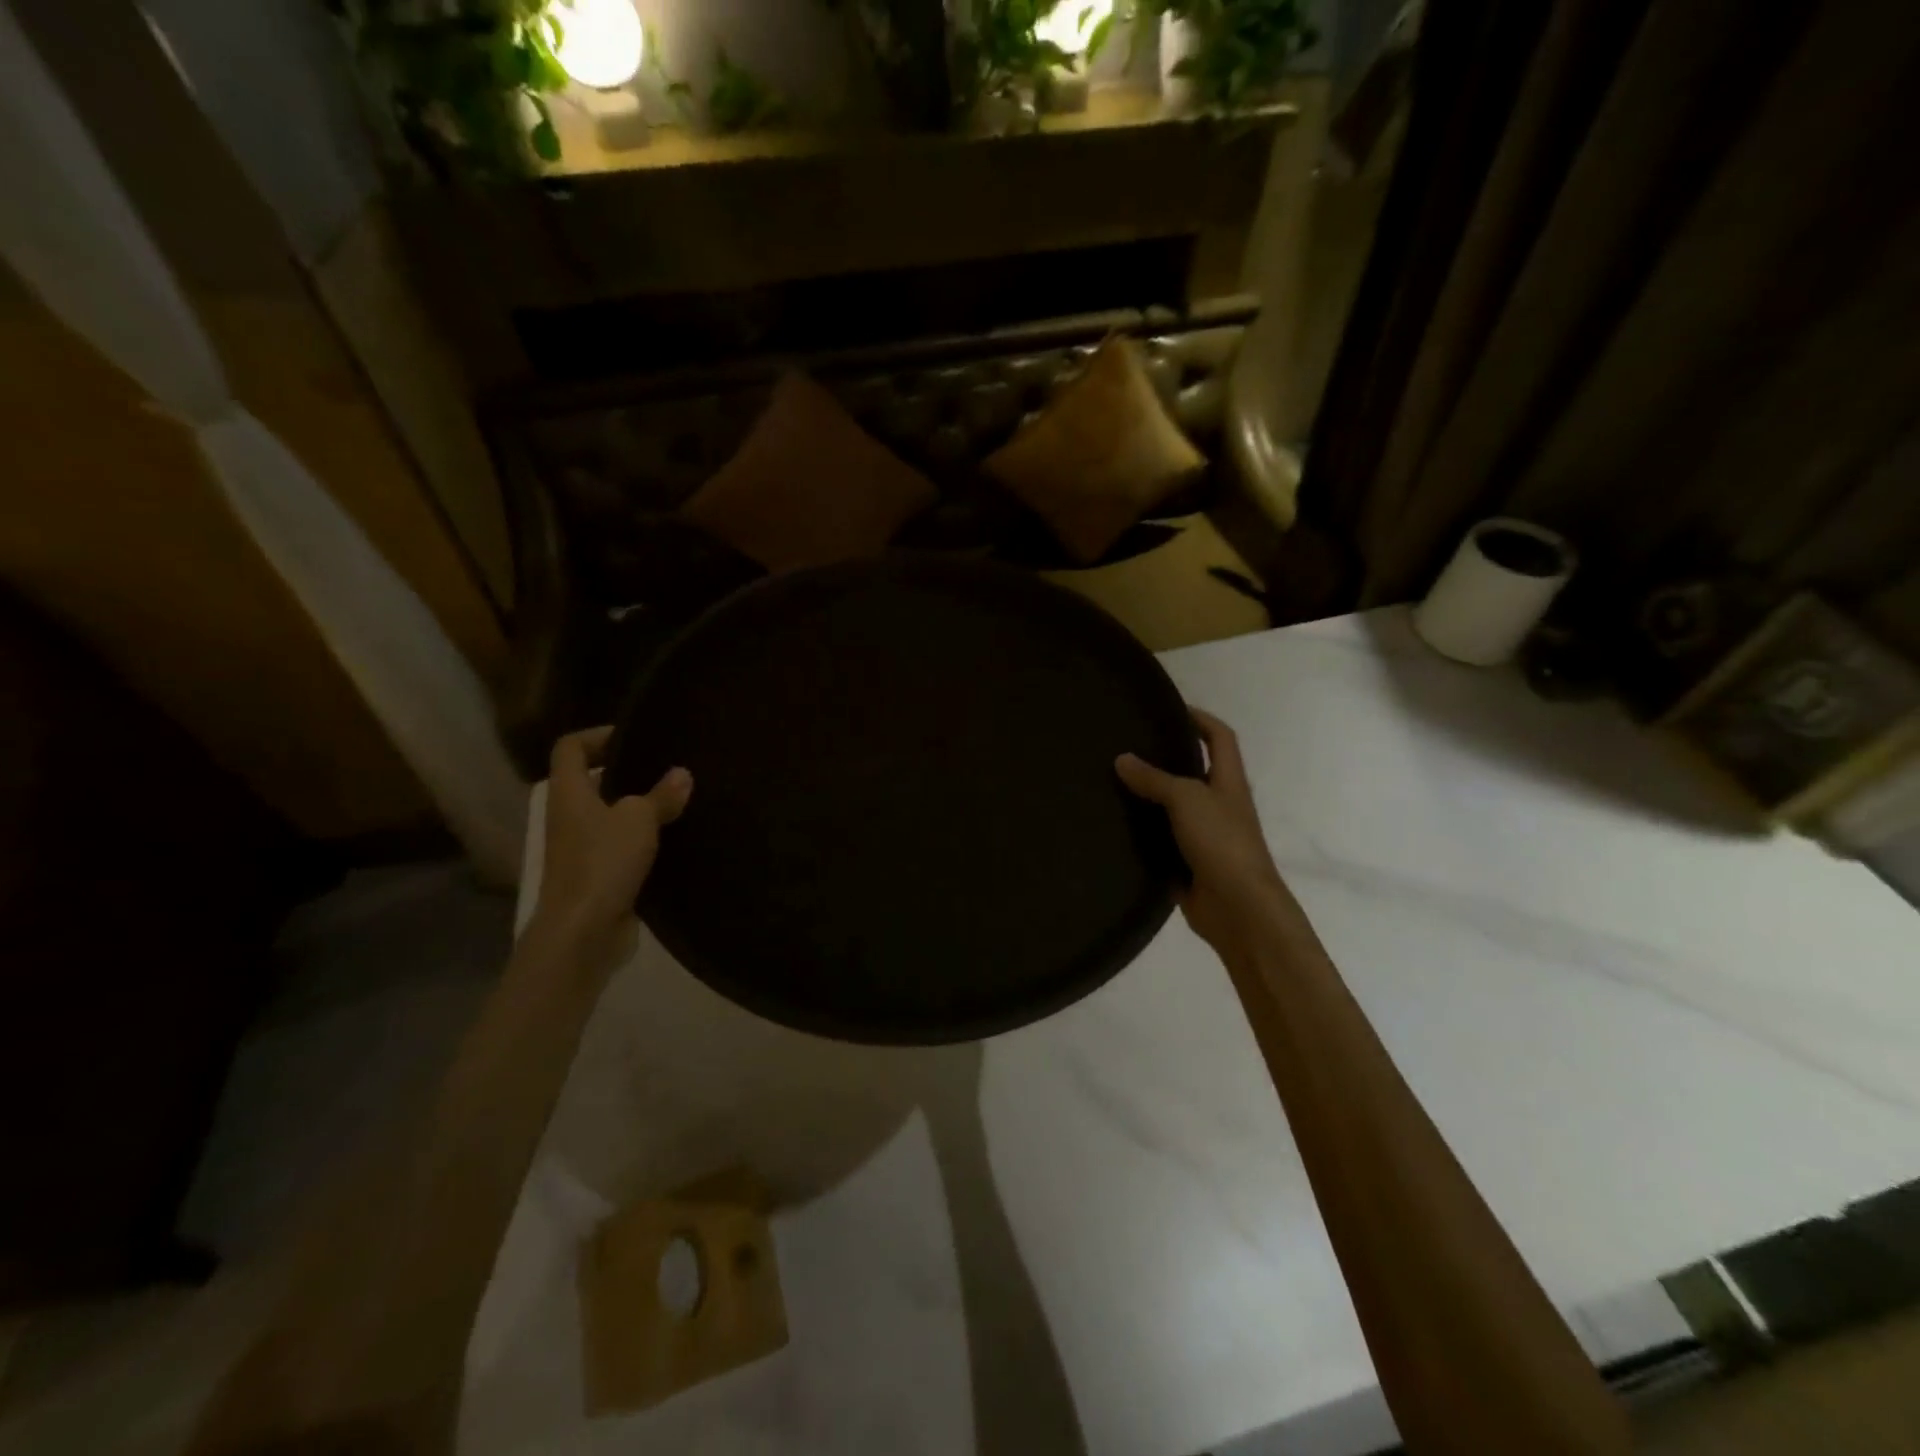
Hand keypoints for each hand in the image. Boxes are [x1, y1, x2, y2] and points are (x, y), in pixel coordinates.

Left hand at [535, 727, 691, 947]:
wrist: (583, 932)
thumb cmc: (603, 862)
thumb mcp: (639, 820)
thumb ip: (661, 795)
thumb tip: (682, 773)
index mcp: (569, 793)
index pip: (570, 748)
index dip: (598, 735)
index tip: (635, 738)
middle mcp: (569, 816)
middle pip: (591, 781)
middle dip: (626, 772)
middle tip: (665, 767)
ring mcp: (581, 848)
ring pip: (609, 815)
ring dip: (638, 808)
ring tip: (677, 800)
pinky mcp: (598, 875)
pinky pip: (620, 846)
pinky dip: (643, 840)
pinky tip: (674, 838)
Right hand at [1116, 709, 1290, 954]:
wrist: (1238, 908)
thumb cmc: (1221, 842)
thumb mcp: (1187, 799)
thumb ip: (1154, 778)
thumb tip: (1121, 759)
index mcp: (1228, 782)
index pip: (1220, 737)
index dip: (1200, 719)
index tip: (1169, 710)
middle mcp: (1217, 804)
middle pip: (1192, 771)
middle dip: (1163, 757)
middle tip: (1125, 745)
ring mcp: (1203, 835)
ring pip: (1172, 807)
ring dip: (1147, 796)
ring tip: (1110, 781)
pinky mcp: (1186, 862)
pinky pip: (1159, 840)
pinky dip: (1141, 833)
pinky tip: (1113, 825)